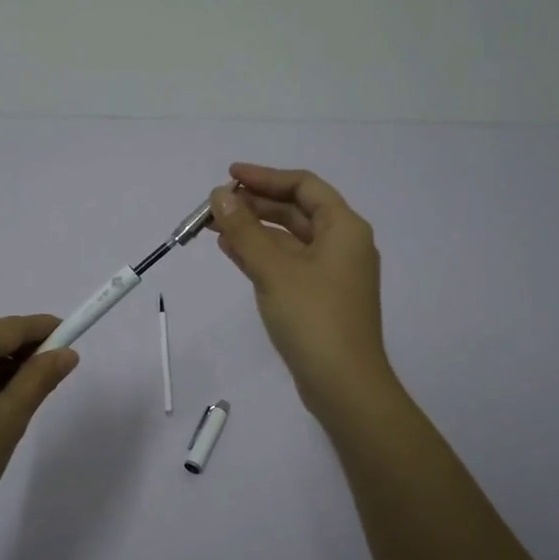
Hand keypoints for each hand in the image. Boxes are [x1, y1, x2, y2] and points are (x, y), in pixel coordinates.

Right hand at [210, 163, 394, 417]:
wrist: (344, 385)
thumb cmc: (313, 318)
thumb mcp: (274, 269)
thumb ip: (245, 230)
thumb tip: (220, 195)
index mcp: (344, 228)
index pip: (303, 186)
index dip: (266, 176)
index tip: (230, 175)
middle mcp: (342, 244)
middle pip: (296, 211)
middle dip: (255, 204)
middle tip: (216, 204)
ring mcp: (331, 273)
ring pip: (288, 239)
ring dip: (254, 229)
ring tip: (215, 224)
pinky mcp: (318, 297)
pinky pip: (287, 263)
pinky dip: (261, 254)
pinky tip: (231, 250)